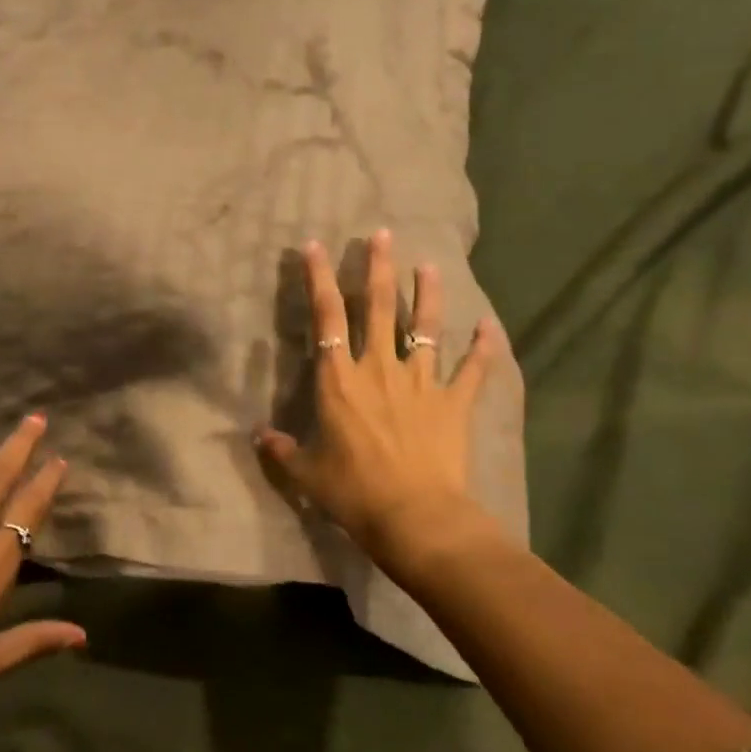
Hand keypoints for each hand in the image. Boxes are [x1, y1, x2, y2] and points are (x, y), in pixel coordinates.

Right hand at [255, 229, 509, 583]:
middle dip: (378, 268)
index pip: (326, 317)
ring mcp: (421, 383)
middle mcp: (379, 369)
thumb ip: (282, 450)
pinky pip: (473, 370)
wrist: (414, 516)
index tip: (314, 246)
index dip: (319, 279)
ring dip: (428, 294)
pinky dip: (484, 348)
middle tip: (382, 234)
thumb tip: (259, 436)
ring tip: (430, 265)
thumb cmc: (353, 493)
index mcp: (339, 380)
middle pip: (379, 308)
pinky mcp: (454, 403)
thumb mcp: (306, 474)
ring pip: (425, 327)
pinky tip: (491, 327)